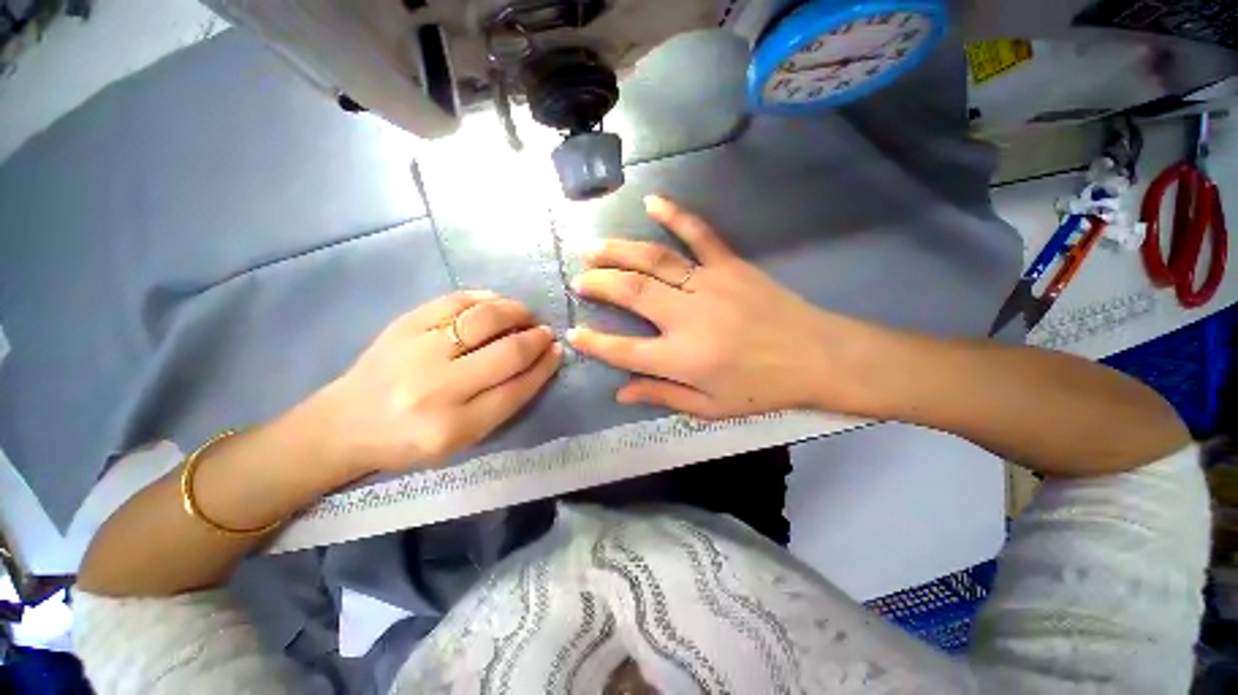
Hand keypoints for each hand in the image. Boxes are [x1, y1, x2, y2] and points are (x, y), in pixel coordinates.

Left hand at [311, 291, 561, 473]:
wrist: (342, 425)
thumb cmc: (408, 441)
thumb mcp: (460, 440)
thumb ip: (501, 404)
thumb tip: (537, 362)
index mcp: (454, 427)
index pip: (517, 389)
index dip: (544, 367)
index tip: (557, 351)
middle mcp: (437, 388)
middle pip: (507, 353)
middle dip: (536, 339)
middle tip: (545, 332)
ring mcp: (416, 351)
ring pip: (484, 319)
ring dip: (516, 311)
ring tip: (526, 314)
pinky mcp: (401, 326)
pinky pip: (453, 301)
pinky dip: (483, 297)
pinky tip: (496, 301)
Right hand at [568, 196, 883, 418]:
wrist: (818, 356)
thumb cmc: (762, 388)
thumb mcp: (710, 407)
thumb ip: (663, 397)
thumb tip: (622, 393)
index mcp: (682, 358)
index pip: (624, 350)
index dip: (595, 343)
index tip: (574, 333)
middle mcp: (688, 317)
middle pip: (632, 293)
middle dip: (599, 284)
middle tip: (579, 280)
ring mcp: (709, 284)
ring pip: (654, 260)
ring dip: (619, 251)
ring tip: (593, 248)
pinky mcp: (730, 265)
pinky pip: (699, 234)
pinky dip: (675, 215)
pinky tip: (652, 201)